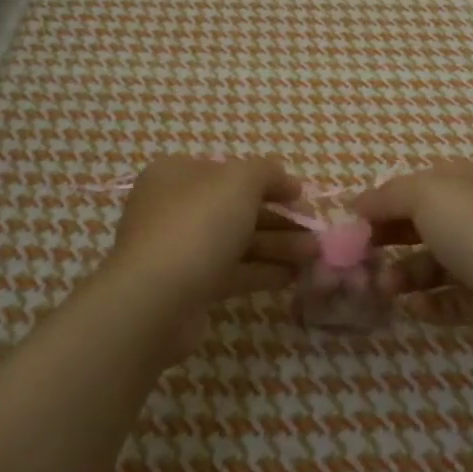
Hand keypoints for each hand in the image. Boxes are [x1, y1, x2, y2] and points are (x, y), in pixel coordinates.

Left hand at [102, 156, 311, 357]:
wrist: (157, 300)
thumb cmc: (198, 225)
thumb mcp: (240, 181)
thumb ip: (267, 172)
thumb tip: (285, 181)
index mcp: (177, 174)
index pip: (230, 172)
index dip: (270, 182)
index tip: (302, 197)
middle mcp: (173, 207)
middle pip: (237, 209)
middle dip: (280, 219)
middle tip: (315, 233)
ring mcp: (179, 249)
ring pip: (237, 242)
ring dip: (278, 246)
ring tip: (314, 257)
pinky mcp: (188, 286)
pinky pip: (232, 272)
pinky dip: (262, 271)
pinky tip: (293, 277)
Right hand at [355, 159, 472, 354]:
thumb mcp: (425, 194)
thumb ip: (387, 195)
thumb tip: (357, 202)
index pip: (425, 183)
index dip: (389, 198)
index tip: (355, 218)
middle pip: (427, 224)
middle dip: (392, 238)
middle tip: (361, 254)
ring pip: (436, 264)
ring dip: (405, 274)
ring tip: (384, 287)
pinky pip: (451, 299)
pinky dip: (428, 302)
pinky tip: (411, 306)